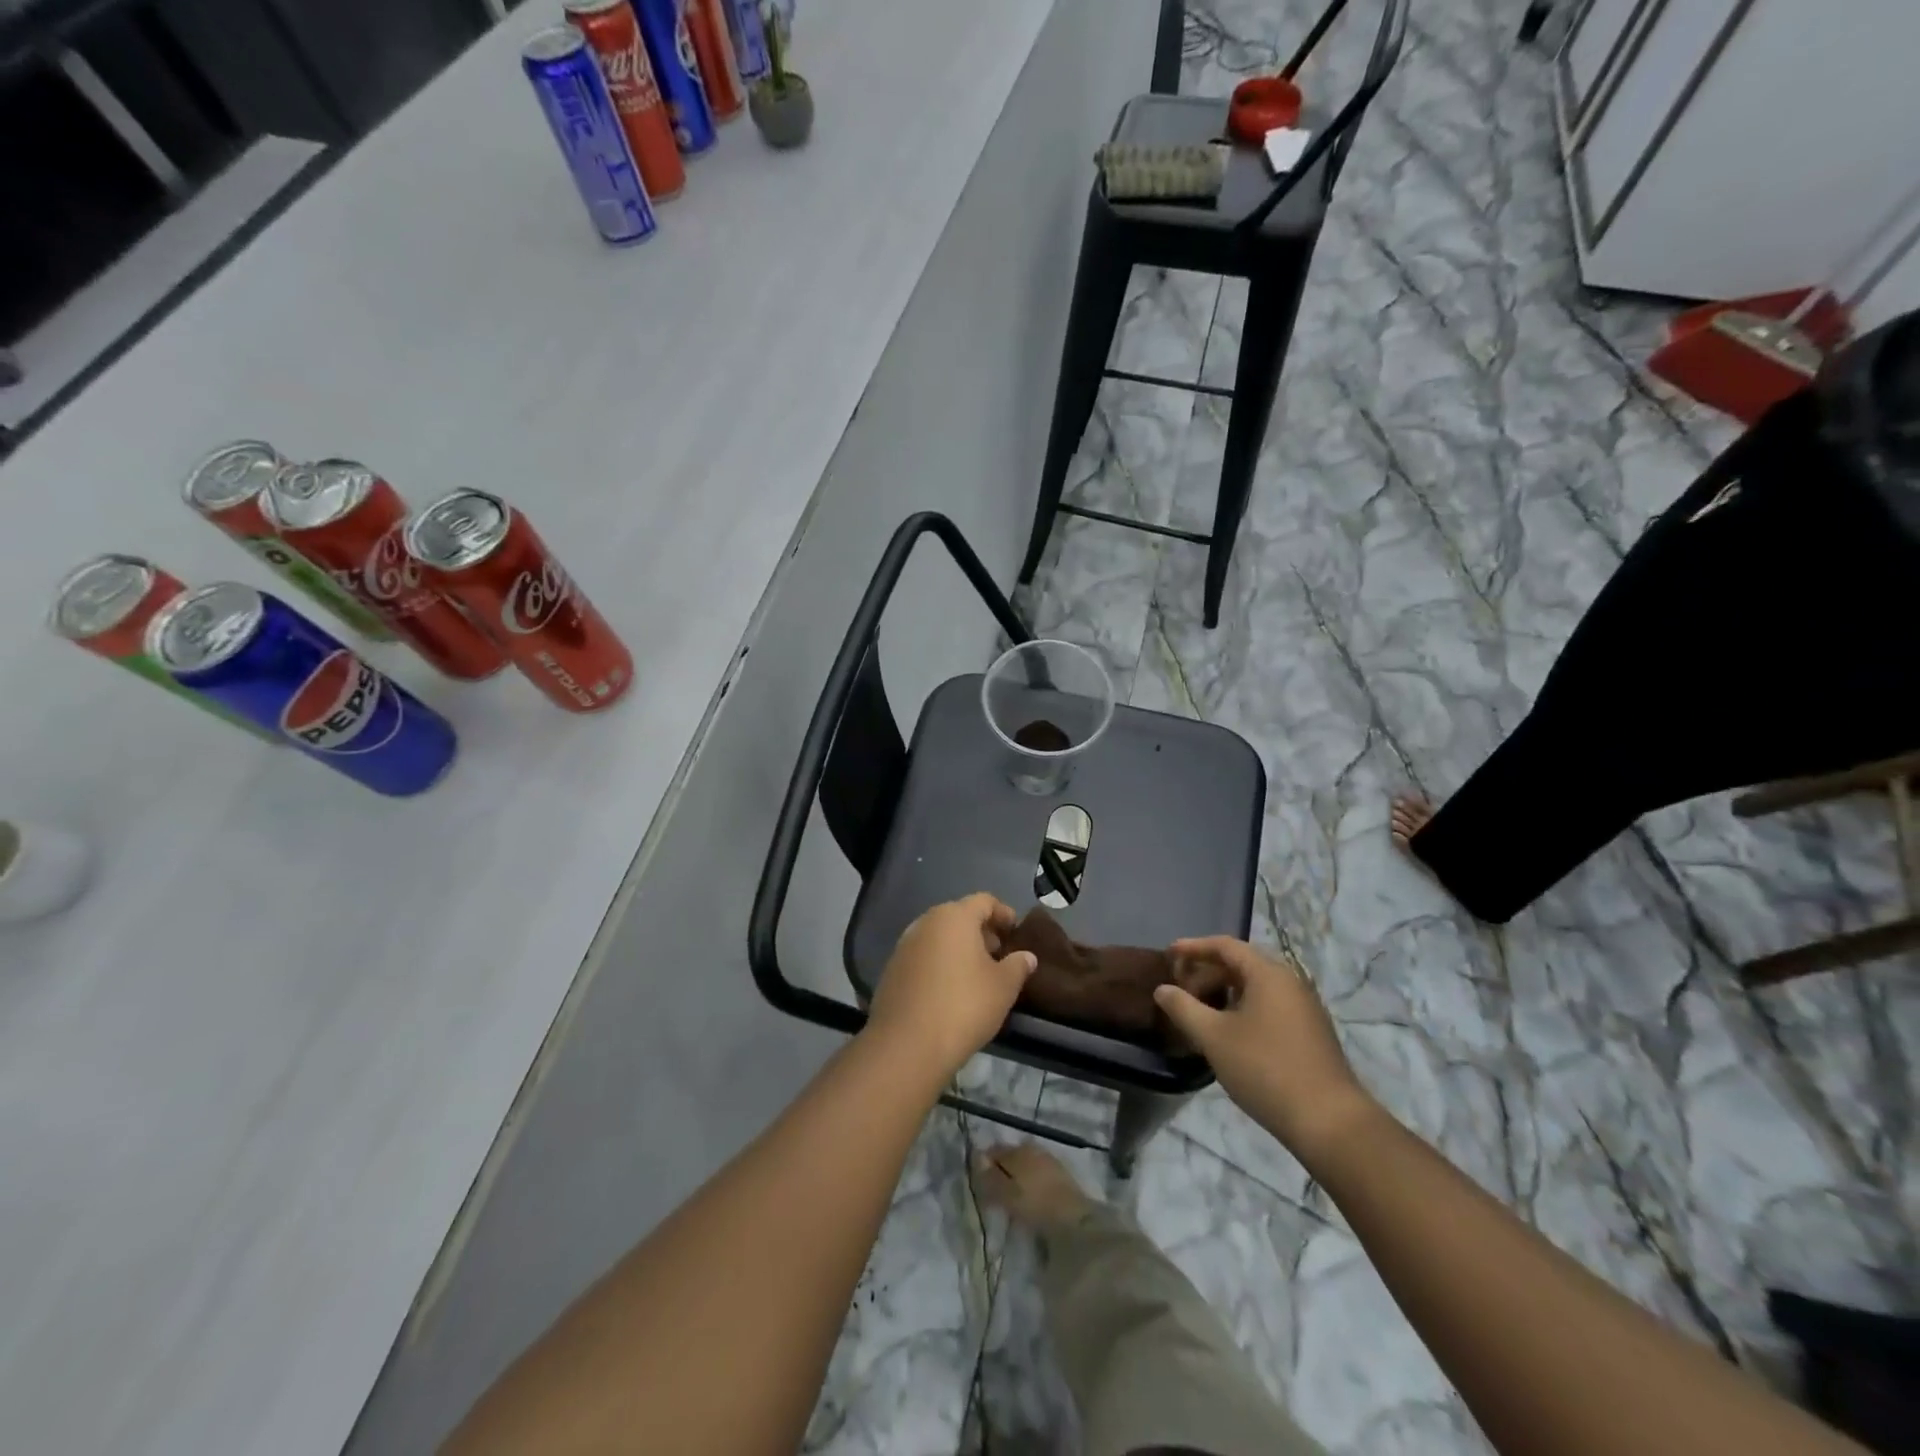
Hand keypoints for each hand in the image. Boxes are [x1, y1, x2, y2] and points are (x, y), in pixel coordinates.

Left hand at [865, 894, 1037, 1081]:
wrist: (907, 1044)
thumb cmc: (964, 1006)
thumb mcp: (1003, 987)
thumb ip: (1018, 966)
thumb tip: (1027, 956)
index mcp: (955, 916)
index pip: (984, 901)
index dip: (1003, 913)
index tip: (1016, 932)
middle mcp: (926, 922)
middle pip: (959, 916)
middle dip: (981, 931)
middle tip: (999, 954)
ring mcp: (905, 944)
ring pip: (939, 936)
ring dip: (959, 947)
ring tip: (977, 973)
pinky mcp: (892, 968)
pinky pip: (923, 955)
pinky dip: (939, 962)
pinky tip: (950, 988)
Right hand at [1154, 937, 1375, 1157]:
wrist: (1329, 1121)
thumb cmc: (1265, 1068)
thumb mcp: (1213, 1037)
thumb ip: (1183, 1008)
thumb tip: (1162, 989)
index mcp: (1268, 974)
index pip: (1225, 946)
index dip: (1193, 947)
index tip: (1168, 954)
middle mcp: (1290, 982)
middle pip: (1242, 964)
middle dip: (1207, 972)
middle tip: (1181, 989)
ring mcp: (1304, 1008)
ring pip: (1256, 987)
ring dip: (1225, 992)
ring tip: (1201, 1012)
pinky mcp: (1311, 1033)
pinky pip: (1270, 1006)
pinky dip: (1243, 1008)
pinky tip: (1229, 1033)